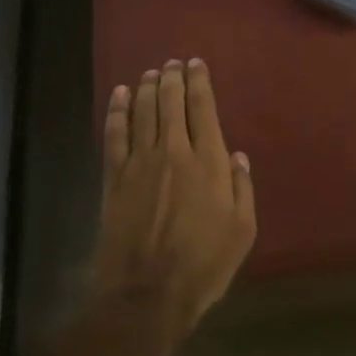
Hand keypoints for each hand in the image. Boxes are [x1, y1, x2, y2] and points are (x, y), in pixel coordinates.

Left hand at [94, 58, 256, 339]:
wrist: (147, 292)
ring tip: (151, 72)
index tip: (196, 64)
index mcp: (208, 162)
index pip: (203, 109)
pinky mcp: (114, 178)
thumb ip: (241, 188)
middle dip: (172, 78)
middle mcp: (173, 152)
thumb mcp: (242, 231)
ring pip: (143, 112)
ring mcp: (139, 163)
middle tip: (172, 63)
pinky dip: (117, 111)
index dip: (199, 83)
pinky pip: (114, 135)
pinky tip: (120, 95)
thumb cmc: (204, 265)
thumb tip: (238, 155)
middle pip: (170, 103)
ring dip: (147, 88)